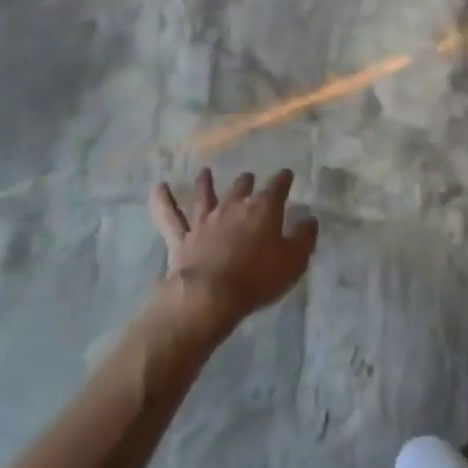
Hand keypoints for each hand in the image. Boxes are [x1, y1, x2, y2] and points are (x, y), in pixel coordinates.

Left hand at [149, 168, 317, 331]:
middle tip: (248, 178)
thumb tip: (310, 220)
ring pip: (205, 196)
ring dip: (206, 184)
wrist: (211, 295)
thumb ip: (304, 238)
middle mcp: (233, 206)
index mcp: (263, 208)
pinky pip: (169, 216)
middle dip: (246, 182)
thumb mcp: (293, 261)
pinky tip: (158, 187)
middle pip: (241, 187)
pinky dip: (162, 201)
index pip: (277, 186)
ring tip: (205, 172)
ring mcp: (205, 221)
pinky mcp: (182, 238)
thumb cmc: (258, 277)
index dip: (283, 179)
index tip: (287, 175)